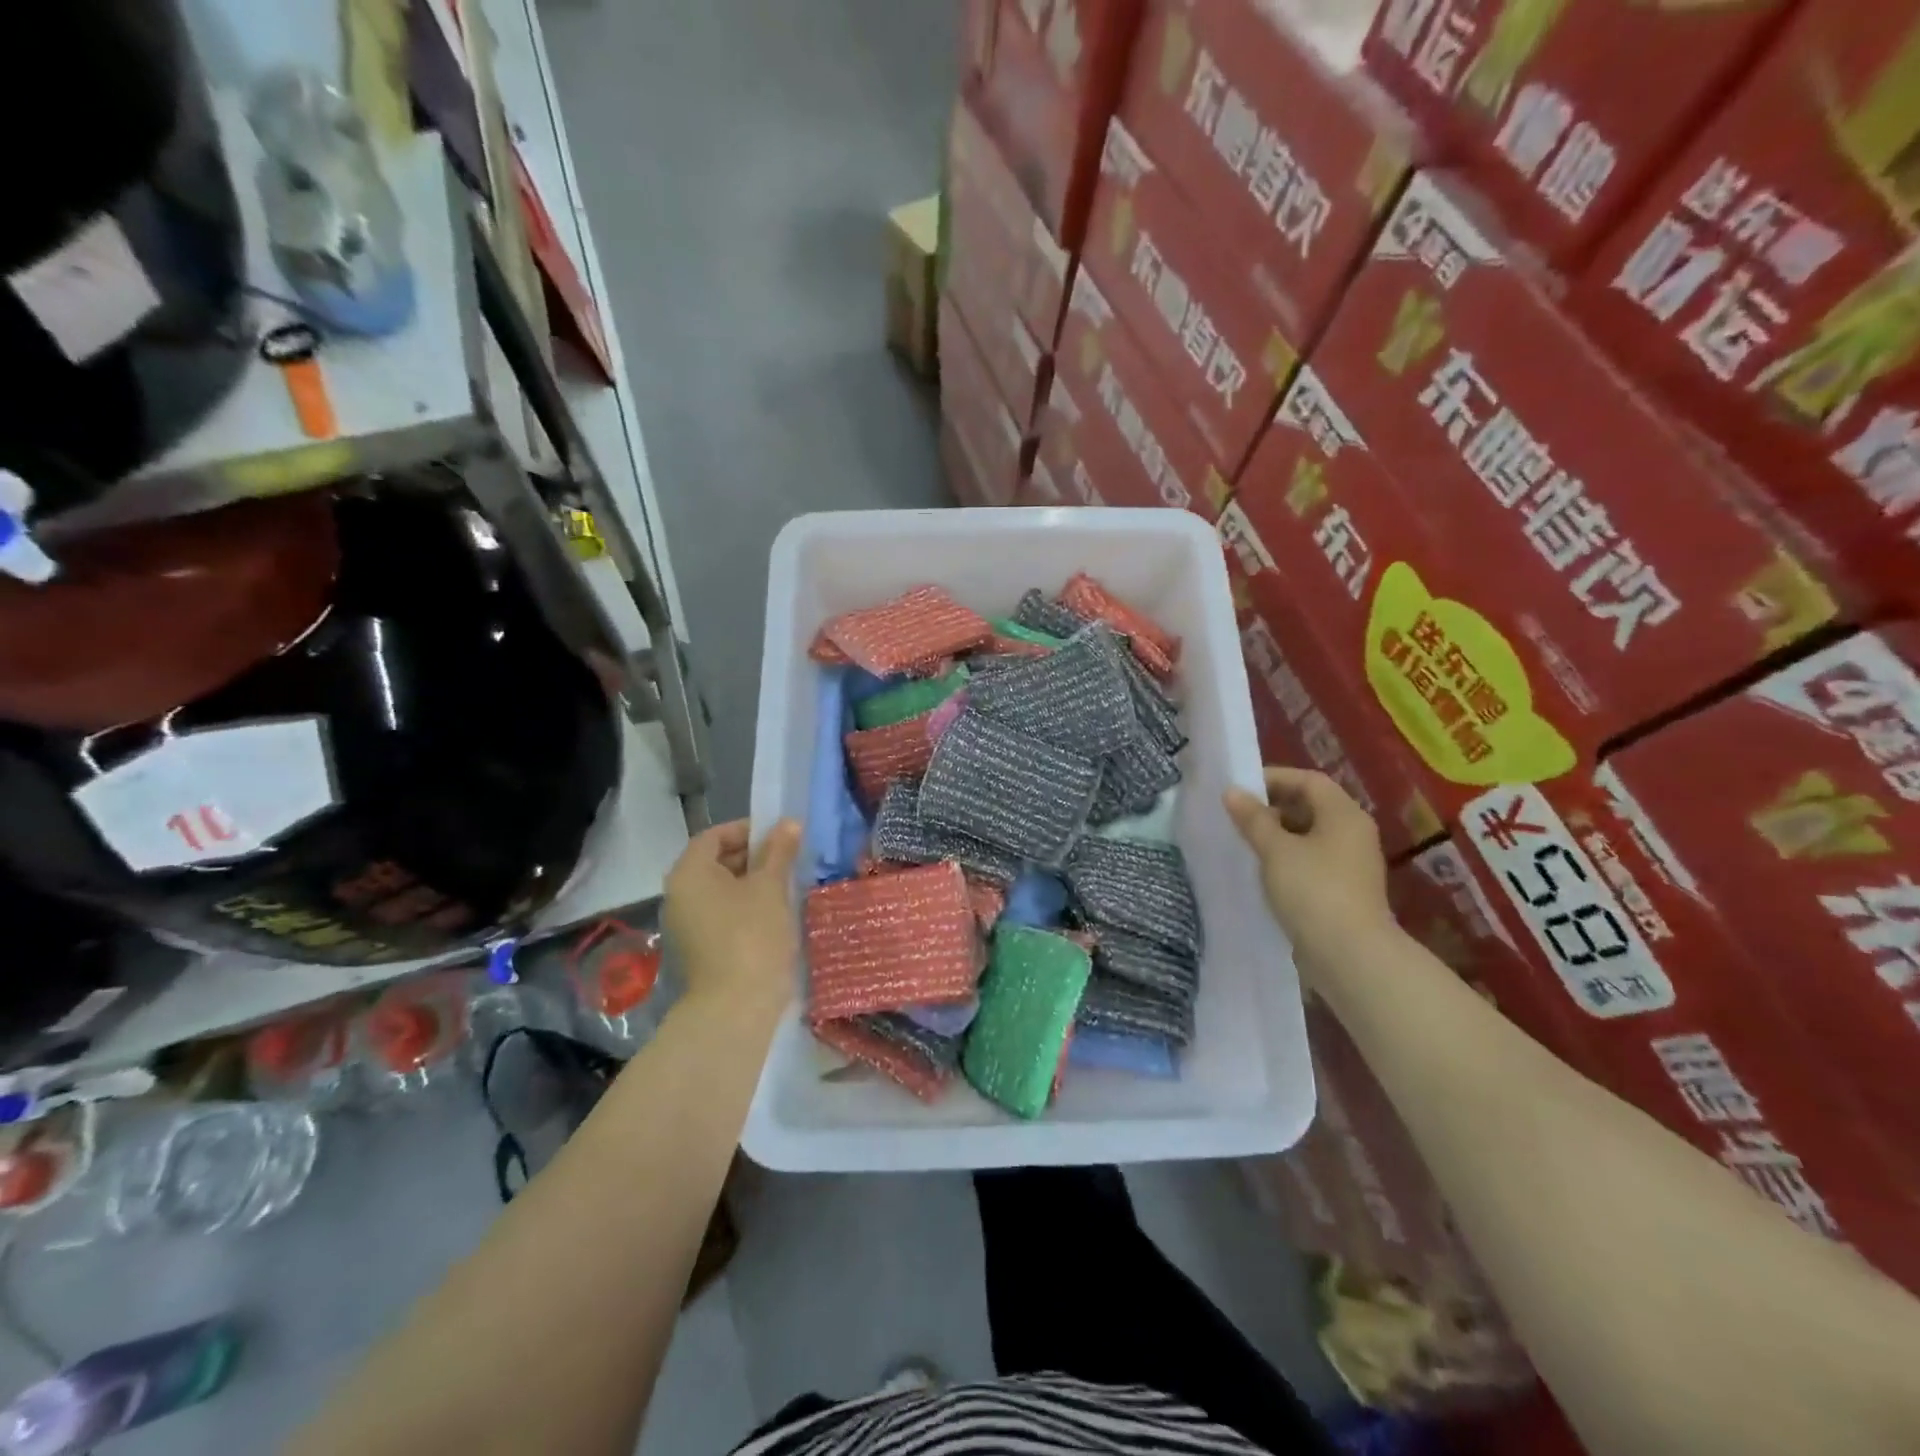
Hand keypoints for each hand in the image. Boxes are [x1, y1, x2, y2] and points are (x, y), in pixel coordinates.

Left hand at [663, 819, 801, 1016]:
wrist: (736, 1008)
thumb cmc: (753, 936)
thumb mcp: (771, 887)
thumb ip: (779, 851)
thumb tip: (790, 823)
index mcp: (689, 873)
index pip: (714, 835)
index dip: (747, 829)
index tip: (780, 836)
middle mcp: (679, 894)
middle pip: (715, 861)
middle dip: (753, 856)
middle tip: (788, 860)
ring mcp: (686, 924)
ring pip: (721, 890)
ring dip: (752, 882)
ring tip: (787, 885)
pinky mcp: (700, 948)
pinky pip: (722, 913)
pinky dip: (745, 906)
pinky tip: (775, 914)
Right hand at [1224, 768, 1396, 992]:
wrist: (1350, 956)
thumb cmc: (1313, 891)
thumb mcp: (1276, 850)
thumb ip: (1253, 819)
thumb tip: (1232, 791)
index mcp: (1344, 815)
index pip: (1308, 780)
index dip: (1273, 778)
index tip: (1239, 790)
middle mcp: (1353, 833)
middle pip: (1310, 806)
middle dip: (1272, 807)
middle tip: (1237, 817)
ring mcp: (1350, 863)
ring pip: (1309, 835)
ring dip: (1277, 835)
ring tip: (1244, 843)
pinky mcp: (1343, 890)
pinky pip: (1311, 860)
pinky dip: (1286, 858)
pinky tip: (1262, 871)